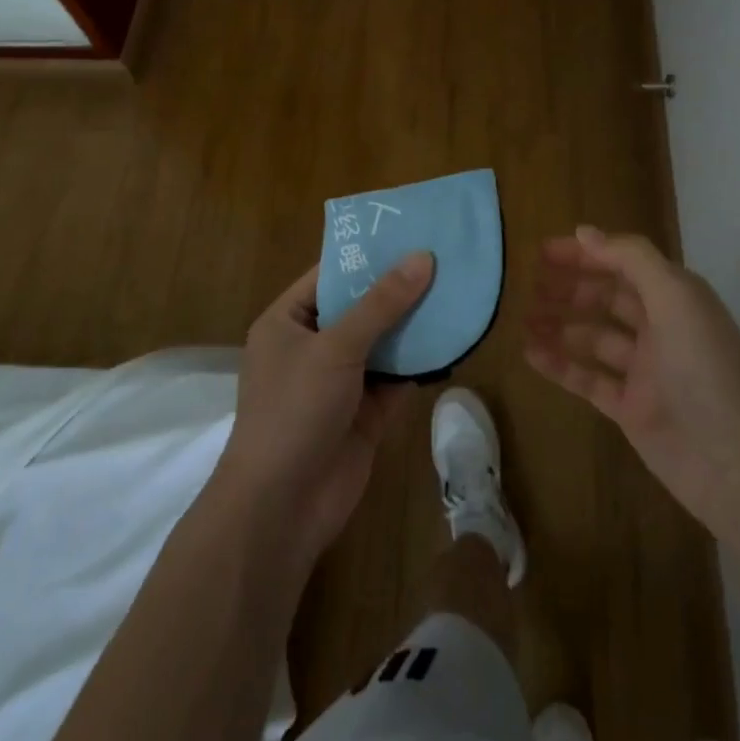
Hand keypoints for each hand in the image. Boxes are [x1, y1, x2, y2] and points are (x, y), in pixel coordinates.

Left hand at [215, 252, 434, 571]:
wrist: (283, 508)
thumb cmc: (294, 410)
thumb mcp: (336, 347)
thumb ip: (381, 303)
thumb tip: (422, 257)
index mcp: (288, 322)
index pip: (330, 275)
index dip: (368, 254)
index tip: (410, 232)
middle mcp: (313, 346)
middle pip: (361, 307)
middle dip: (399, 288)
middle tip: (445, 257)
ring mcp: (340, 381)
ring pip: (383, 343)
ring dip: (415, 324)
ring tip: (457, 290)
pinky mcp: (365, 413)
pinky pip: (396, 378)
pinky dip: (421, 363)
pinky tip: (454, 340)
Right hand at [527, 227, 739, 539]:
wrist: (733, 463)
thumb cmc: (705, 368)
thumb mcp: (675, 298)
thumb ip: (631, 259)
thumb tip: (584, 232)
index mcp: (675, 297)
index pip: (623, 263)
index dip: (585, 254)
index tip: (543, 252)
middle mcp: (660, 328)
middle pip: (607, 297)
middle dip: (569, 288)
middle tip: (528, 285)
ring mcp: (644, 370)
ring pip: (593, 337)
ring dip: (560, 325)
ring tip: (523, 318)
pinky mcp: (630, 408)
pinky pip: (588, 378)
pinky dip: (560, 364)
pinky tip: (530, 353)